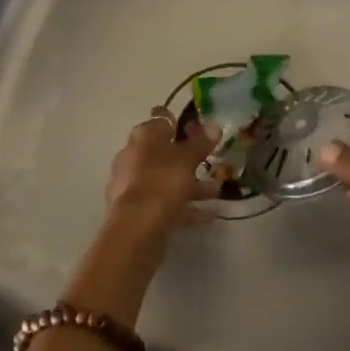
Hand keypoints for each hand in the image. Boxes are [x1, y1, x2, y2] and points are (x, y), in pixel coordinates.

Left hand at [103, 108, 220, 235]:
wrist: (136, 228)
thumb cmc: (162, 182)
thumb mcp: (187, 159)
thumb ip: (201, 143)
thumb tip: (214, 126)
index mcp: (143, 137)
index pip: (164, 121)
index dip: (184, 125)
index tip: (203, 133)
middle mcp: (134, 156)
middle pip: (165, 153)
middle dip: (190, 160)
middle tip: (212, 163)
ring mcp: (132, 185)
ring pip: (166, 179)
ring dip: (192, 185)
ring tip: (217, 191)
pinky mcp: (136, 210)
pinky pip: (165, 203)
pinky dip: (185, 206)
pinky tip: (208, 215)